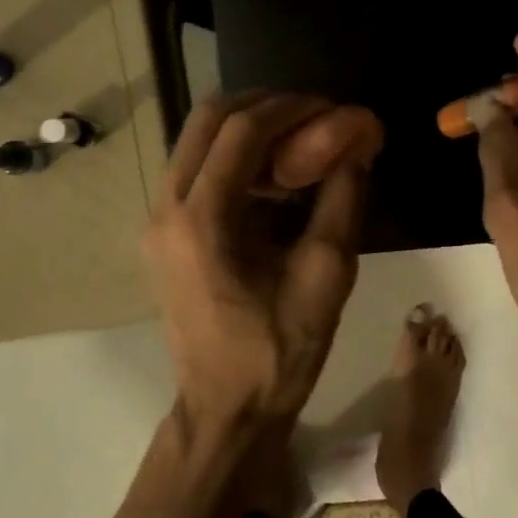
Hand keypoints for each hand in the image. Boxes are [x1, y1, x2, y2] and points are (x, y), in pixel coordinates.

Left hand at [145, 92, 382, 428]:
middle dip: (266, 106)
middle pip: (208, 119)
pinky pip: (196, 169)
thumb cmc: (278, 352)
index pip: (242, 129)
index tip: (335, 110)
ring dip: (249, 129)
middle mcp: (167, 208)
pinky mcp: (163, 234)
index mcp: (201, 219)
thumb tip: (360, 140)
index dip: (294, 109)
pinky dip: (235, 157)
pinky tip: (275, 177)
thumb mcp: (326, 273)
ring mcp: (158, 220)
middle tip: (315, 116)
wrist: (226, 410)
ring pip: (197, 140)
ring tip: (301, 142)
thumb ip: (343, 198)